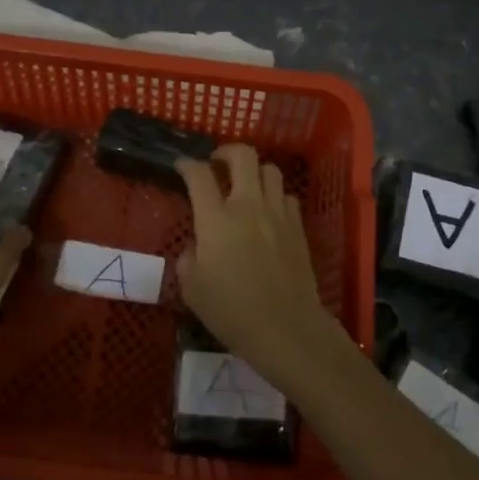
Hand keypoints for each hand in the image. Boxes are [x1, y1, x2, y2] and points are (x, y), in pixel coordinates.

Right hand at [176, 145, 334, 385]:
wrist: (286, 328)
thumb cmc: (232, 311)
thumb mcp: (192, 289)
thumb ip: (188, 259)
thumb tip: (196, 247)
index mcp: (215, 219)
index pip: (198, 175)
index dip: (186, 164)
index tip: (181, 166)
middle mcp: (247, 206)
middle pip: (242, 155)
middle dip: (226, 151)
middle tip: (216, 164)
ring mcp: (276, 213)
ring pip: (270, 169)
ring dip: (254, 171)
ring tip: (245, 185)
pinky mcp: (297, 226)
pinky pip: (286, 196)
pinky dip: (274, 196)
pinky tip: (268, 212)